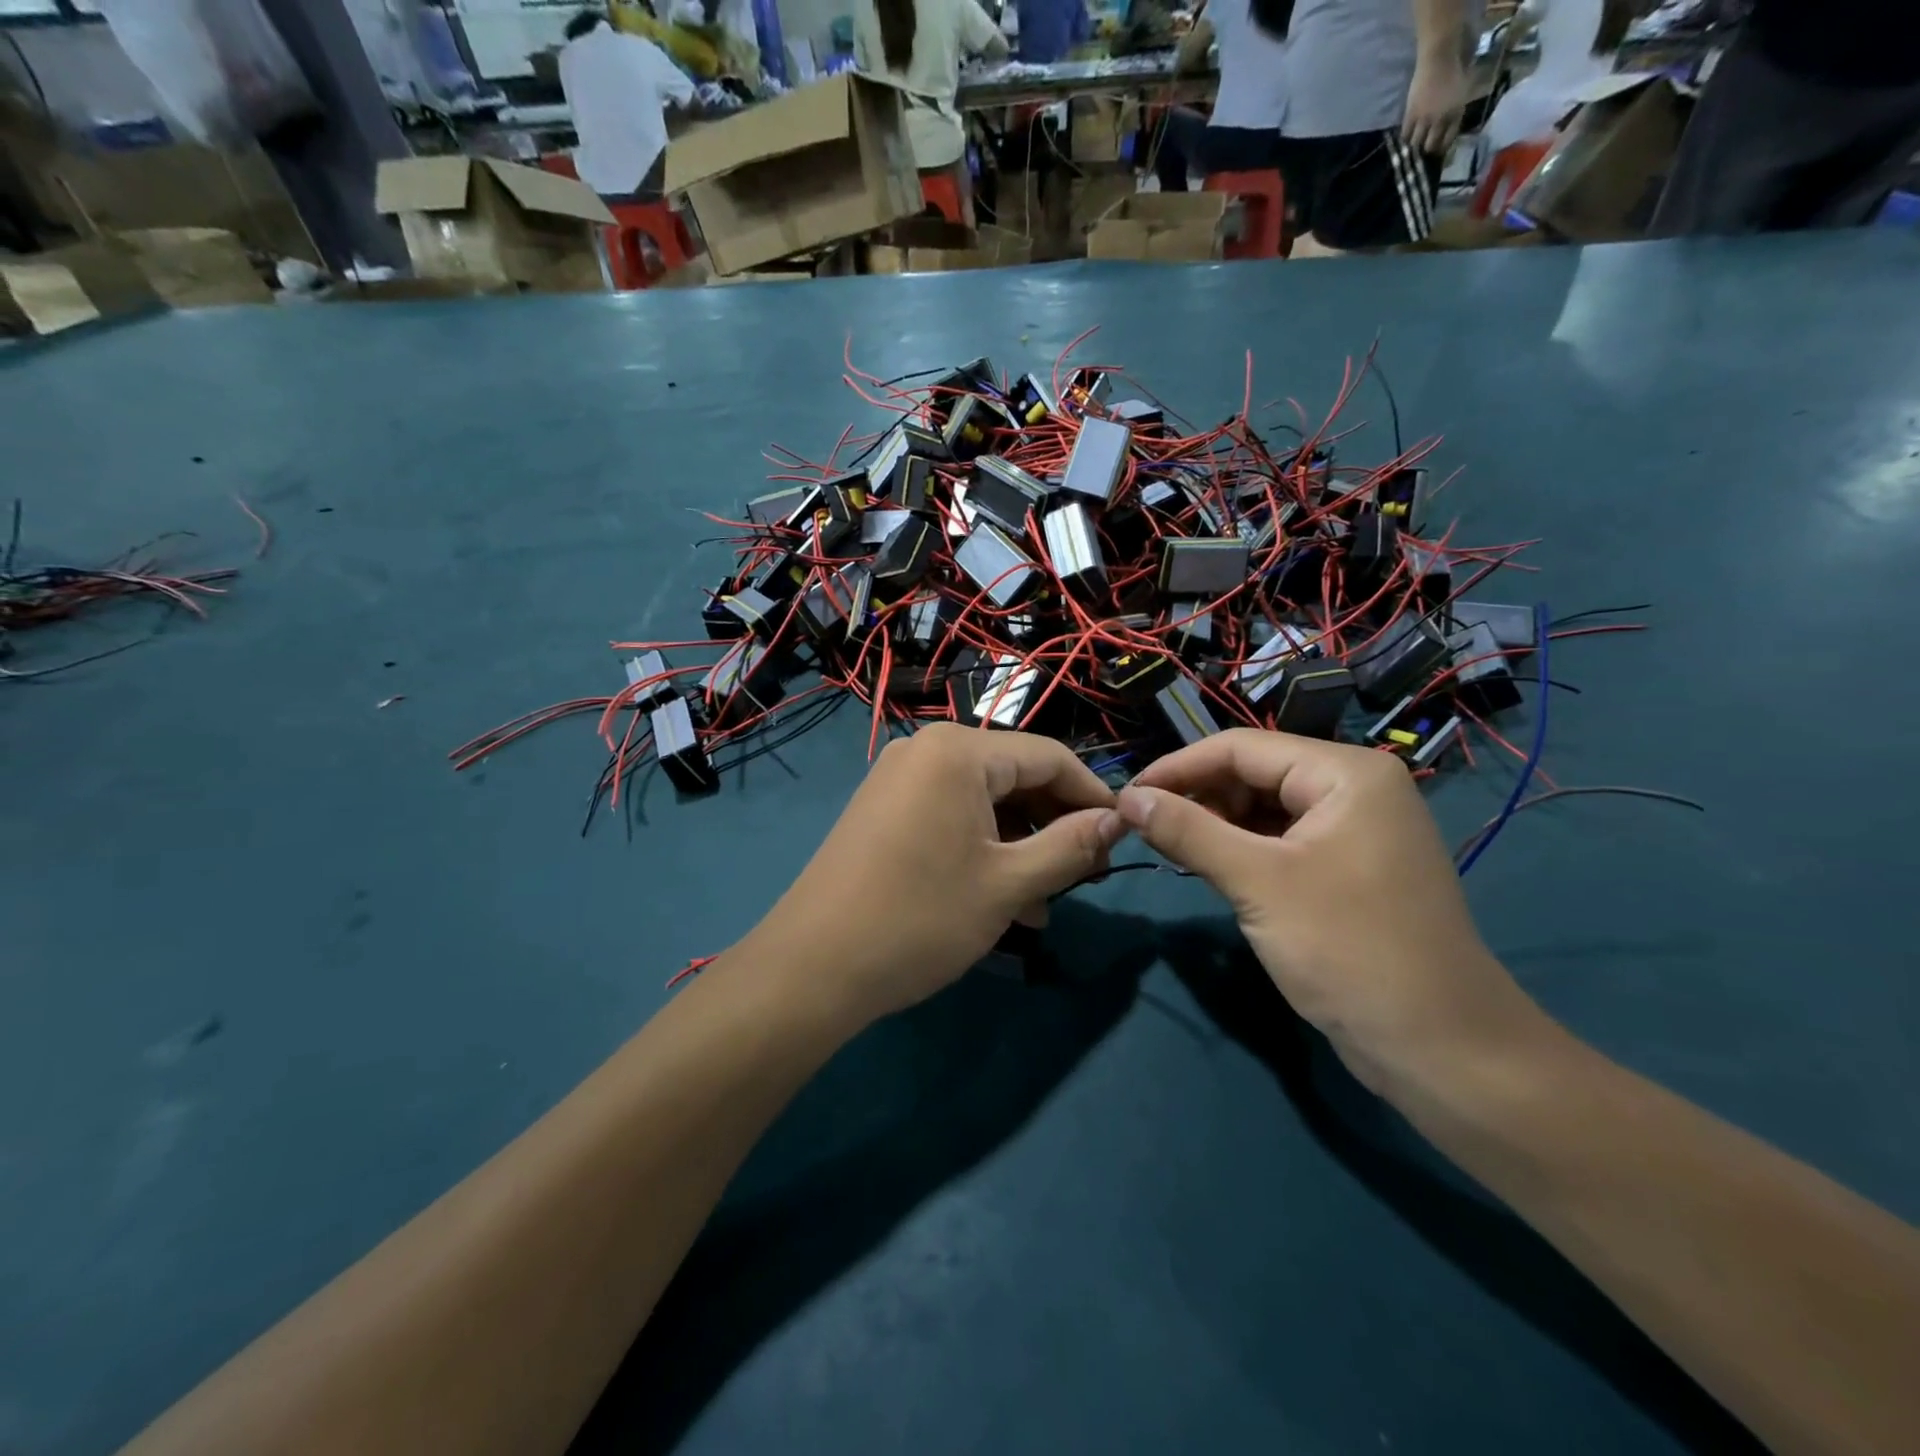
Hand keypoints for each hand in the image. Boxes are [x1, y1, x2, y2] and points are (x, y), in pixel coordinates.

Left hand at [749, 725, 1123, 1025]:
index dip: (1092, 795)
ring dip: (1020, 847)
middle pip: (1014, 777)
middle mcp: (926, 750)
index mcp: (958, 751)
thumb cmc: (919, 919)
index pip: (1049, 757)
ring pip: (983, 803)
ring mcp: (899, 779)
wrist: (812, 967)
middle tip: (1085, 877)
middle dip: (1054, 826)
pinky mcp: (883, 810)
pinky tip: (1003, 901)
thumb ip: (1070, 846)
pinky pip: (950, 817)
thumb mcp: (1008, 885)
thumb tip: (1118, 820)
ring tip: (1044, 905)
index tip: (1124, 835)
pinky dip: (982, 851)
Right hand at [1119, 730, 1542, 1093]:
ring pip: (1265, 808)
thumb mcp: (1258, 883)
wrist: (1440, 1049)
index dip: (1177, 768)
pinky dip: (1242, 850)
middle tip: (1144, 829)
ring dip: (1215, 825)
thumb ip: (1188, 831)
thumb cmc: (1349, 950)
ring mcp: (1354, 830)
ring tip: (1169, 849)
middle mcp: (1354, 789)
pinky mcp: (1349, 868)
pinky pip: (1282, 841)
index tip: (1126, 797)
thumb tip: (1127, 799)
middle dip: (1197, 797)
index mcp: (1346, 773)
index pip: (1241, 748)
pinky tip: (1209, 867)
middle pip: (1254, 773)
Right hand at [1402, 53, 1467, 156]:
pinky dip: (1405, 137)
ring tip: (1413, 144)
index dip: (1442, 147)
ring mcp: (1424, 119)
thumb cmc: (1455, 69)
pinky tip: (1405, 136)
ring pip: (1416, 143)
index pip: (1447, 139)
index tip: (1437, 150)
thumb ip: (1457, 109)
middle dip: (1427, 149)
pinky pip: (1405, 134)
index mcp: (1456, 113)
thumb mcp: (1464, 90)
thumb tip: (1449, 126)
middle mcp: (1440, 120)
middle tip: (1423, 149)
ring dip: (1415, 144)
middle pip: (1430, 145)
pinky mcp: (1411, 115)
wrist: (1439, 57)